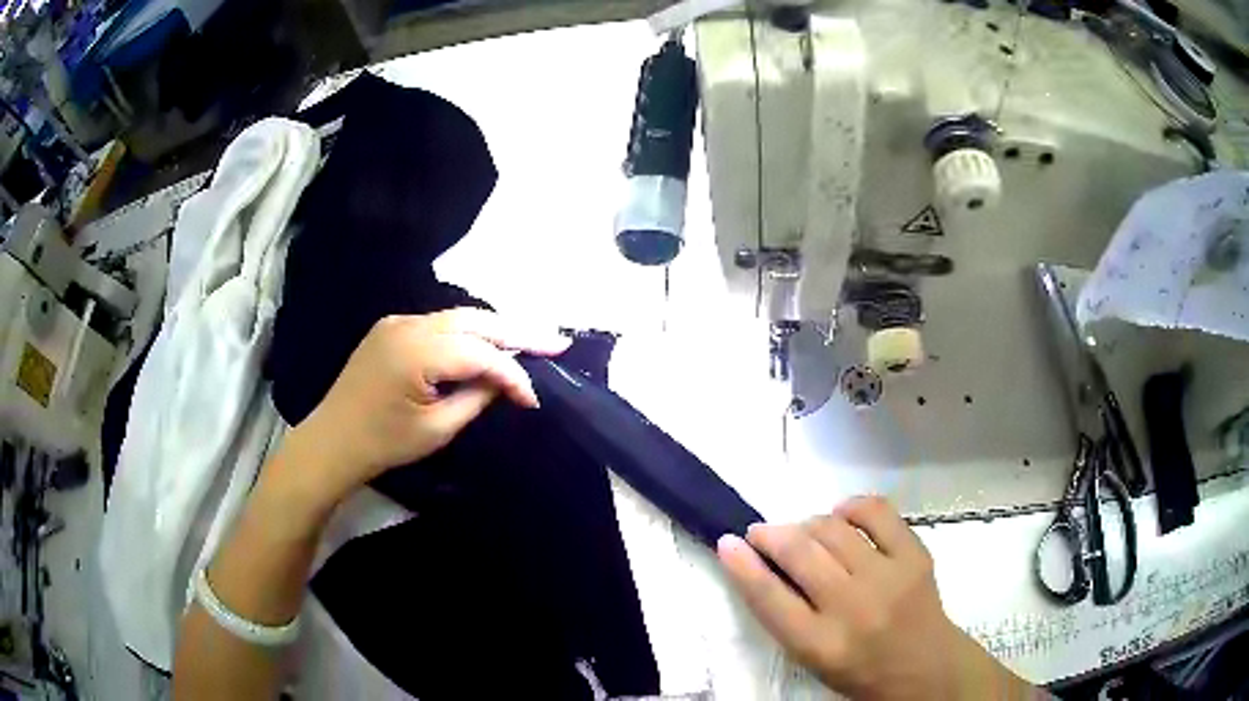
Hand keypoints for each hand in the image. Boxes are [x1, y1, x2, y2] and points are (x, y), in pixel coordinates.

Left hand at [280, 309, 569, 508]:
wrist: (332, 441)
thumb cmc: (384, 443)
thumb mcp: (438, 429)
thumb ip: (477, 398)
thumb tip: (507, 380)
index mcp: (417, 352)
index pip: (480, 354)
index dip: (513, 373)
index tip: (534, 398)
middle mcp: (408, 325)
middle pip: (474, 320)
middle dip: (517, 331)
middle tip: (556, 341)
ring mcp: (397, 322)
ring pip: (458, 317)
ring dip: (494, 328)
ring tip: (531, 339)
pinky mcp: (391, 328)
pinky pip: (439, 324)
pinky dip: (468, 332)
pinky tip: (487, 343)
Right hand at [717, 496, 1032, 699]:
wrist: (926, 667)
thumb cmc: (860, 670)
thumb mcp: (813, 659)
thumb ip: (787, 616)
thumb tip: (763, 563)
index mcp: (820, 645)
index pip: (770, 598)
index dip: (742, 566)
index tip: (727, 542)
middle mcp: (852, 609)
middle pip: (799, 555)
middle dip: (770, 535)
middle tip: (761, 532)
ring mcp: (887, 578)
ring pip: (833, 529)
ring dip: (807, 523)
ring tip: (803, 531)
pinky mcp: (914, 556)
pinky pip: (877, 512)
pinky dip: (852, 506)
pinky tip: (842, 514)